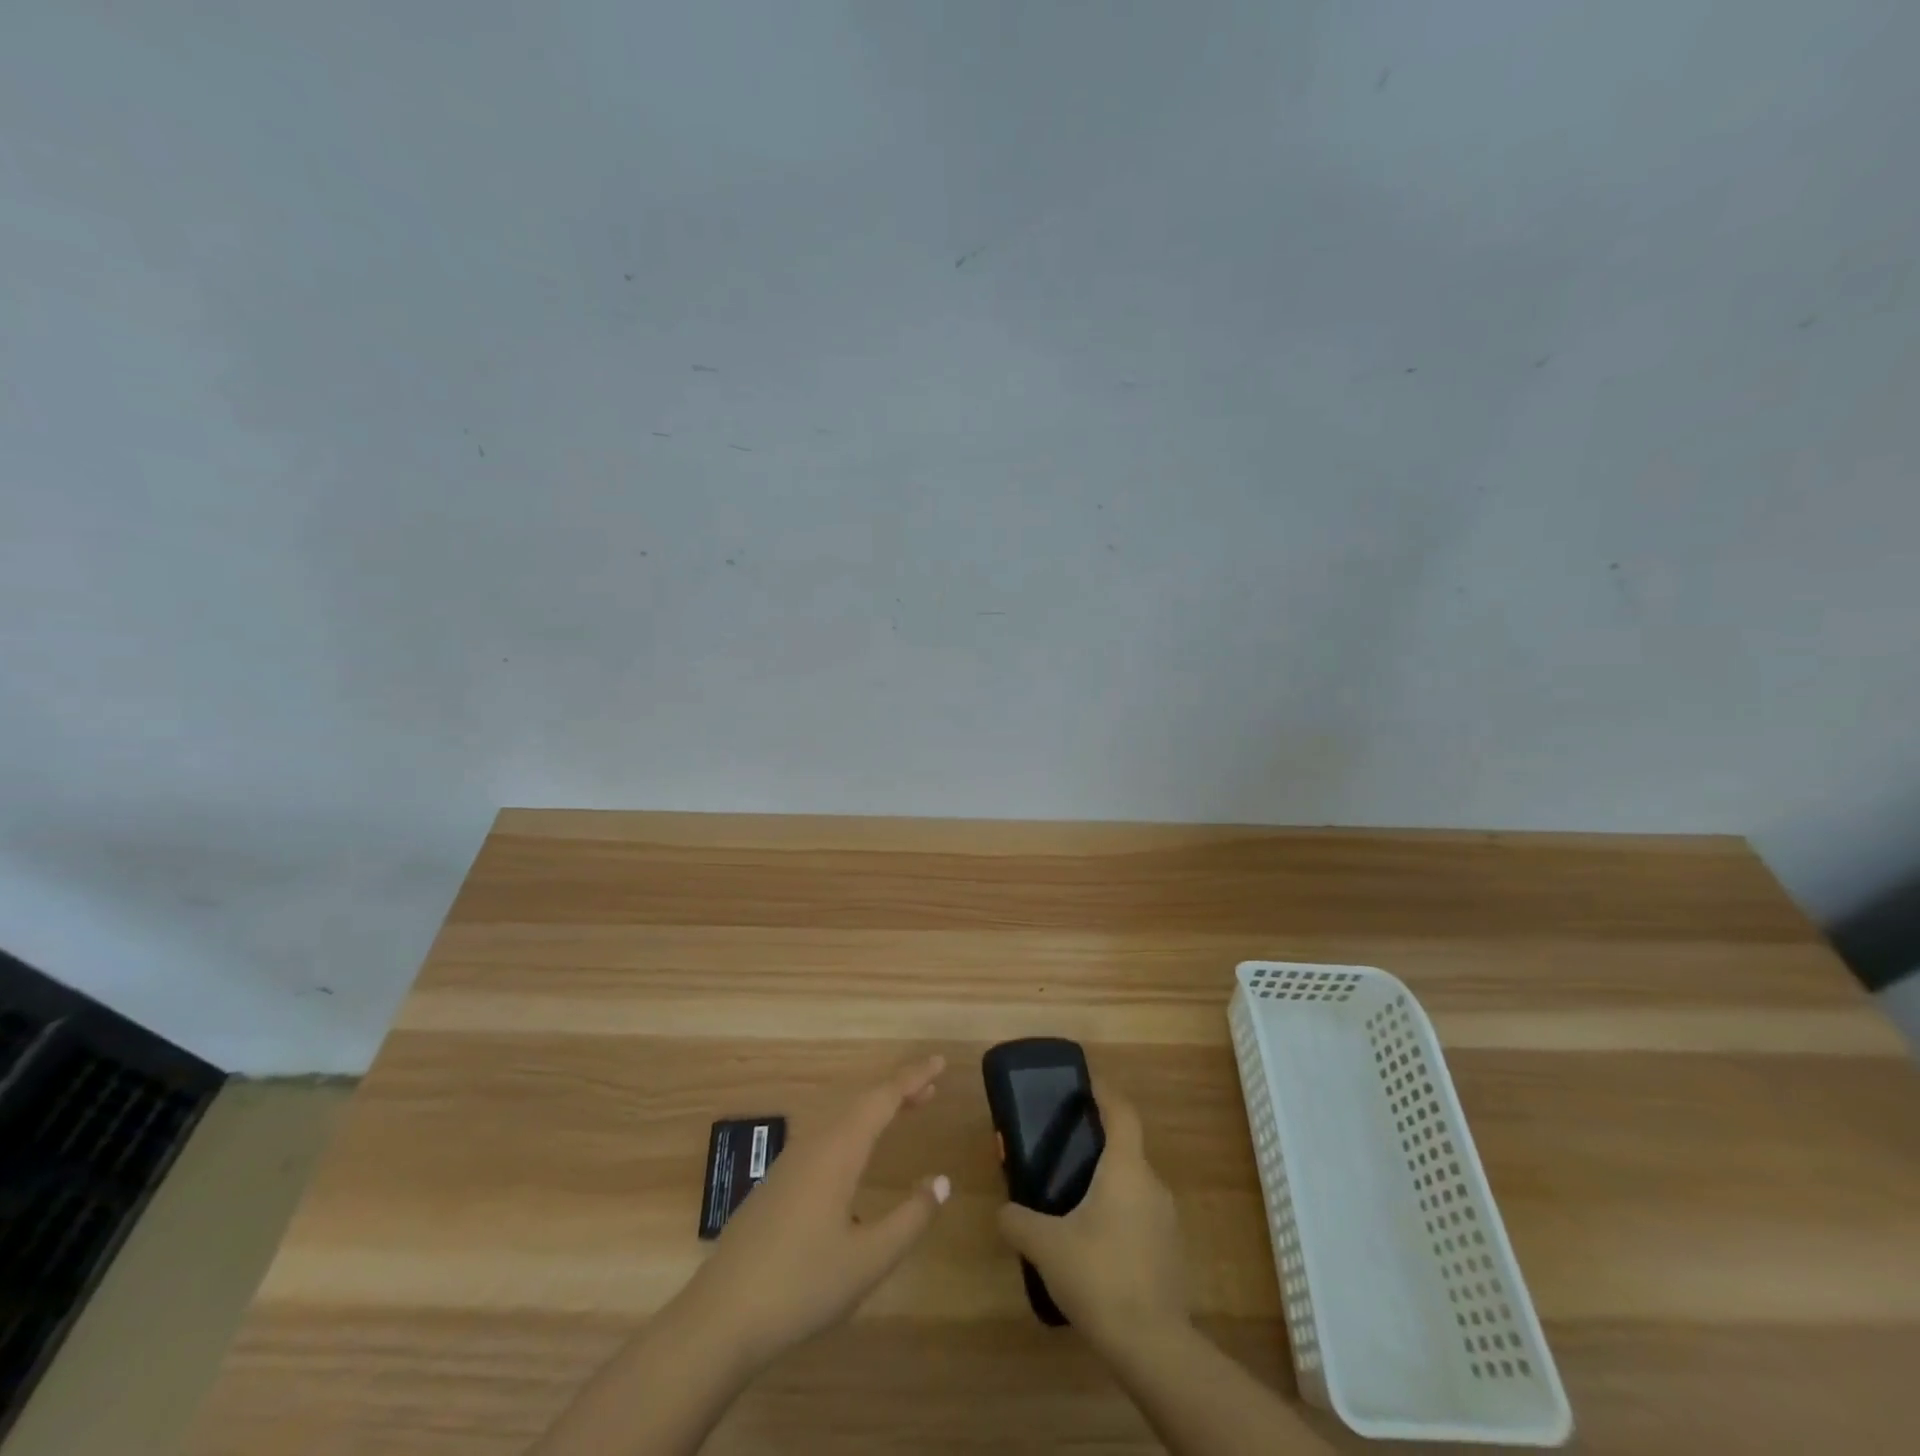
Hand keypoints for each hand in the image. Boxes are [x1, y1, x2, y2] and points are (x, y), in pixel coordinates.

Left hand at [671, 1055, 951, 1372]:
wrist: (720, 1319)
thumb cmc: (801, 1285)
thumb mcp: (869, 1260)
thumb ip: (910, 1218)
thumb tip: (942, 1181)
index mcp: (838, 1151)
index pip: (883, 1098)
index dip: (913, 1077)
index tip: (940, 1062)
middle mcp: (814, 1145)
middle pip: (862, 1102)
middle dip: (898, 1090)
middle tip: (931, 1087)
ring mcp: (791, 1164)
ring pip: (842, 1119)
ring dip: (875, 1109)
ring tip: (904, 1109)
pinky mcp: (777, 1185)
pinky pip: (826, 1138)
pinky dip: (854, 1131)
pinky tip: (858, 1156)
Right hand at [996, 1080, 1187, 1351]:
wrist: (1153, 1346)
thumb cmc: (1099, 1275)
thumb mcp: (1046, 1246)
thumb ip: (1018, 1221)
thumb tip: (1003, 1211)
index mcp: (1125, 1168)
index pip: (1122, 1112)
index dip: (1106, 1093)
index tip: (1086, 1085)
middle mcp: (1152, 1185)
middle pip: (1126, 1149)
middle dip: (1097, 1146)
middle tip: (1064, 1153)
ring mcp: (1166, 1220)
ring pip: (1133, 1185)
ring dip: (1107, 1185)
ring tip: (1073, 1202)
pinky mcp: (1170, 1252)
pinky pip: (1140, 1217)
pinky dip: (1119, 1216)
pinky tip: (1094, 1245)